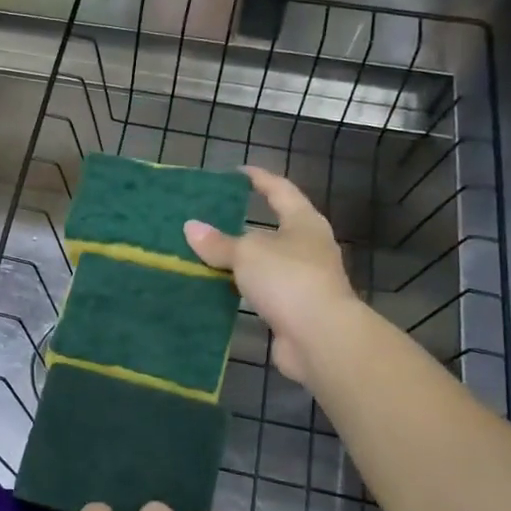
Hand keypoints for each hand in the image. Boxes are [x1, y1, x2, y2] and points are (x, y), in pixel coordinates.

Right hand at [184, 166, 364, 383]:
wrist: (320, 338)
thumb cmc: (288, 279)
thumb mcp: (247, 253)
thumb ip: (218, 242)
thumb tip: (190, 227)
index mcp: (304, 223)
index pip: (280, 190)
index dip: (259, 179)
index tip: (237, 172)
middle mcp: (308, 247)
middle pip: (273, 228)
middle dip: (243, 224)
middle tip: (211, 217)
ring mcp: (303, 280)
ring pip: (265, 263)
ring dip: (240, 261)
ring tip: (205, 254)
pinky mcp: (294, 310)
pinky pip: (261, 291)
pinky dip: (241, 289)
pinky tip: (216, 289)